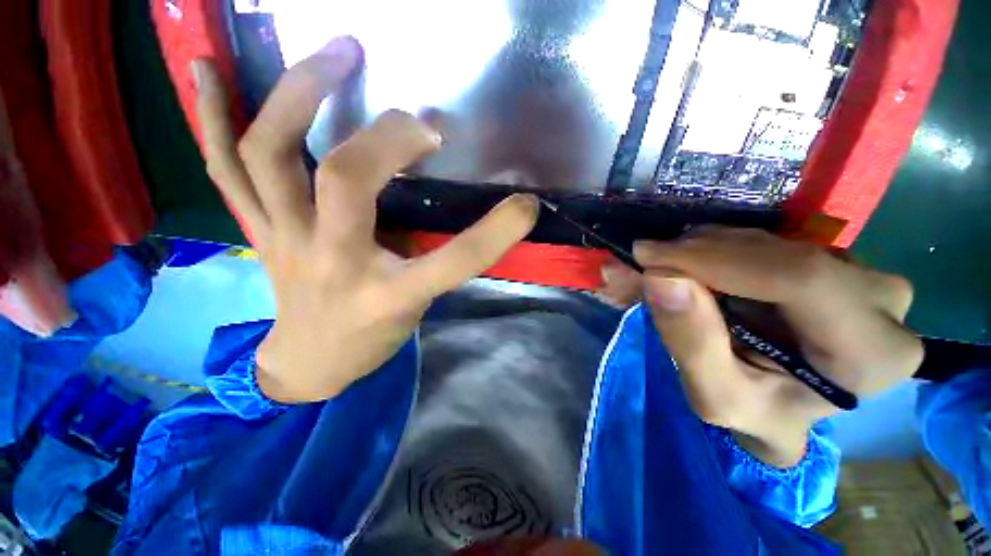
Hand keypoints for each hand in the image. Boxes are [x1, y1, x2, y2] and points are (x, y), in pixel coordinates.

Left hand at [193, 37, 537, 402]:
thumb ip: (435, 260)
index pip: (453, 261)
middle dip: (388, 137)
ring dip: (299, 94)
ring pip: (271, 155)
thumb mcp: (416, 308)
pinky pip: (222, 167)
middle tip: (420, 117)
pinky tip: (207, 67)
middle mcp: (333, 263)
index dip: (496, 233)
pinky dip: (211, 115)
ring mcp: (284, 241)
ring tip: (335, 53)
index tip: (525, 205)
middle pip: (348, 181)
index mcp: (389, 295)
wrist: (310, 363)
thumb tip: (455, 214)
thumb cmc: (372, 339)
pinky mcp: (256, 231)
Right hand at [634, 227, 922, 466]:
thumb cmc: (756, 412)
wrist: (783, 405)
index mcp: (871, 352)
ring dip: (703, 250)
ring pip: (768, 241)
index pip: (799, 278)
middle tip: (646, 261)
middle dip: (700, 253)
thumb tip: (660, 277)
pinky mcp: (829, 260)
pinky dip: (716, 249)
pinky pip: (765, 241)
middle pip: (781, 254)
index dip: (715, 259)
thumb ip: (691, 343)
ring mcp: (860, 272)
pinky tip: (689, 264)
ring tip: (662, 266)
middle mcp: (881, 301)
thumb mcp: (715, 395)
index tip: (648, 256)